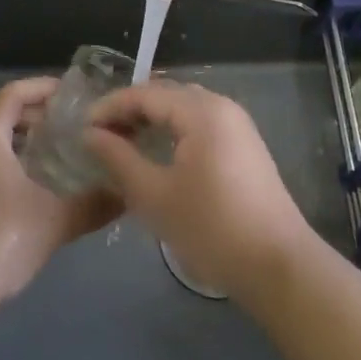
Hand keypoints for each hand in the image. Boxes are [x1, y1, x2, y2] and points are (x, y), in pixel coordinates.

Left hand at [0, 76, 121, 303]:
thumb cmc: (2, 237)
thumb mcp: (56, 219)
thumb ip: (93, 204)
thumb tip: (126, 195)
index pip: (13, 93)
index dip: (41, 87)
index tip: (70, 93)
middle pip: (3, 116)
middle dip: (36, 116)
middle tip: (71, 124)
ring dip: (25, 143)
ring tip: (59, 154)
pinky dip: (13, 164)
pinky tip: (37, 189)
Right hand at [83, 82, 311, 301]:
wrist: (278, 265)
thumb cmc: (211, 229)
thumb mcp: (154, 195)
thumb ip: (118, 159)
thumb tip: (90, 134)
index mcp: (201, 111)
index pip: (145, 93)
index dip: (110, 107)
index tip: (82, 128)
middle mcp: (221, 106)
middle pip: (166, 94)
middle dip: (130, 110)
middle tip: (100, 135)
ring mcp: (237, 124)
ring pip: (184, 108)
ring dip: (152, 120)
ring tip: (123, 143)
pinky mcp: (244, 145)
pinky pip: (200, 123)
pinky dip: (174, 131)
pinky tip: (158, 154)